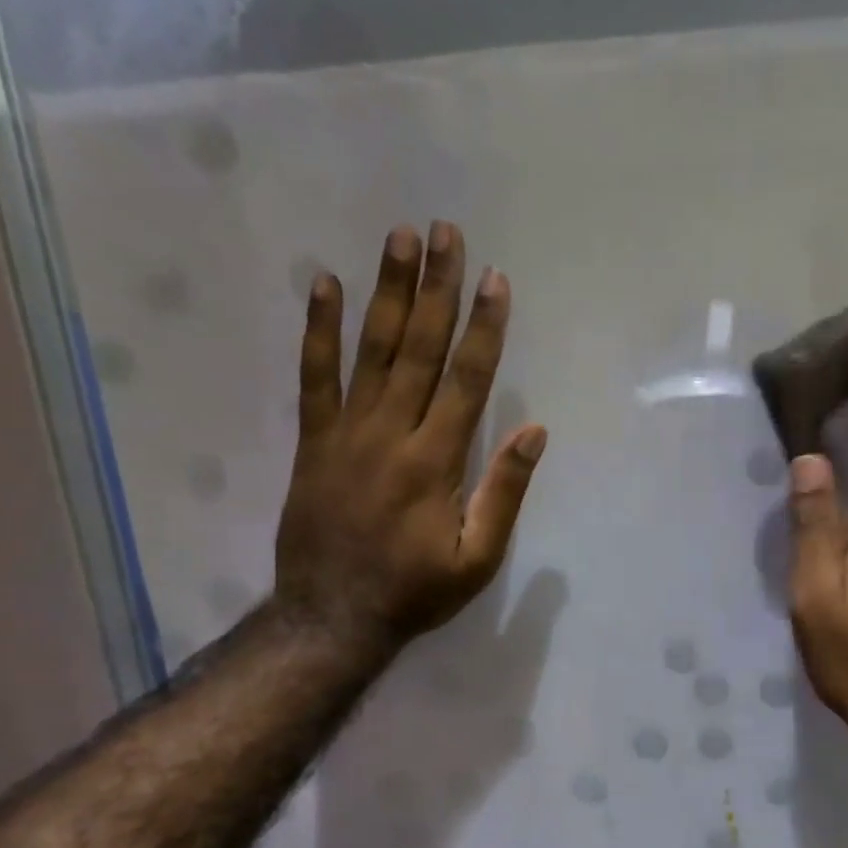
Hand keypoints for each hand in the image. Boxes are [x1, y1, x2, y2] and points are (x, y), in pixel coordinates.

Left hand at [273, 222, 546, 653]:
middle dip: (437, 289)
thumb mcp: (477, 559)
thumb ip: (503, 493)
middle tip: (444, 232)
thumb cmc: (415, 592)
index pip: (467, 380)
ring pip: (370, 351)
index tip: (496, 280)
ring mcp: (346, 433)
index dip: (484, 328)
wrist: (332, 616)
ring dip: (386, 292)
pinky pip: (313, 377)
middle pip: (418, 349)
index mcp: (436, 462)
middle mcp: (391, 434)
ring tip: (398, 238)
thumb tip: (534, 431)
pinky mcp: (313, 442)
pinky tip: (324, 286)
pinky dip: (318, 331)